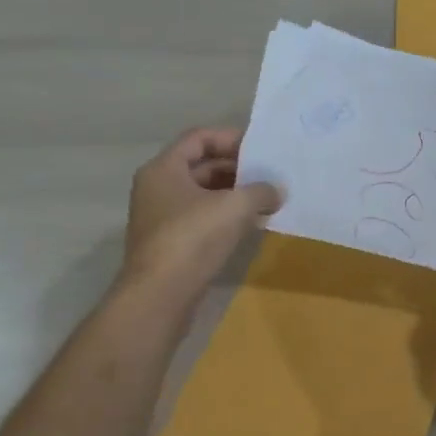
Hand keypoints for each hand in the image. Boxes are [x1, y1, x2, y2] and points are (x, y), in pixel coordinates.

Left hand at [119, 127, 281, 301]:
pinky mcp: (170, 244)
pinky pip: (202, 218)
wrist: (160, 297)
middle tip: (269, 174)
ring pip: (203, 194)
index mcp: (164, 169)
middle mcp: (157, 188)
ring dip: (234, 194)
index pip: (199, 138)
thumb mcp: (235, 206)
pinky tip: (252, 224)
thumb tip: (277, 190)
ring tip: (267, 199)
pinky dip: (226, 216)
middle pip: (201, 165)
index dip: (231, 138)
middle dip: (237, 169)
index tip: (260, 149)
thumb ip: (261, 190)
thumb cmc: (193, 239)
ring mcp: (161, 217)